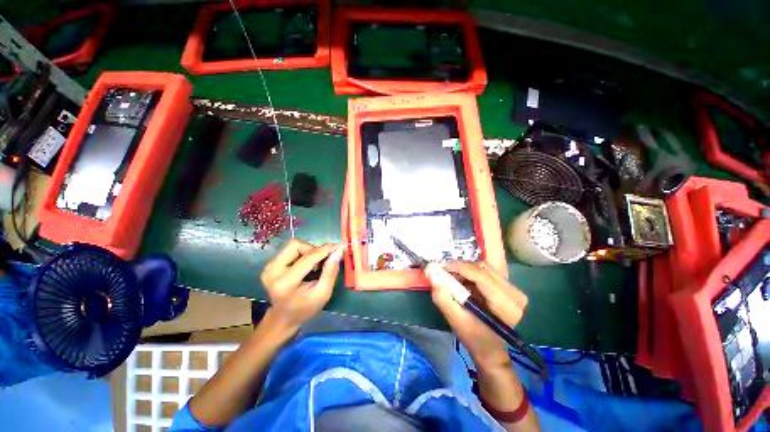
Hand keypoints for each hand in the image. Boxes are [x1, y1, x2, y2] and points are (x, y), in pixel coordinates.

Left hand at [260, 239, 343, 330]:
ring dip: (308, 251)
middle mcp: (272, 272)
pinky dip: (302, 253)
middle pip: (296, 245)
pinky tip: (306, 265)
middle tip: (323, 260)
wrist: (283, 318)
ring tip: (314, 265)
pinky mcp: (270, 265)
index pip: (307, 258)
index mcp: (285, 283)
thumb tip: (338, 251)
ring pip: (293, 245)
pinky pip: (290, 250)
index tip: (338, 246)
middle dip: (313, 249)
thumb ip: (330, 271)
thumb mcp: (323, 294)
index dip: (324, 250)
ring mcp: (269, 267)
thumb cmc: (305, 308)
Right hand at [427, 261, 527, 370]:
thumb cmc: (474, 338)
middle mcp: (515, 294)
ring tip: (454, 278)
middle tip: (446, 273)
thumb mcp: (456, 321)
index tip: (443, 267)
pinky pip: (487, 271)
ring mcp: (514, 289)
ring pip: (485, 267)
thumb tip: (433, 276)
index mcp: (506, 306)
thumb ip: (443, 298)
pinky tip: (464, 281)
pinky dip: (472, 272)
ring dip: (466, 269)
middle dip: (462, 267)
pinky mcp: (509, 287)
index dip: (460, 267)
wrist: (491, 349)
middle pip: (483, 268)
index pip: (482, 276)